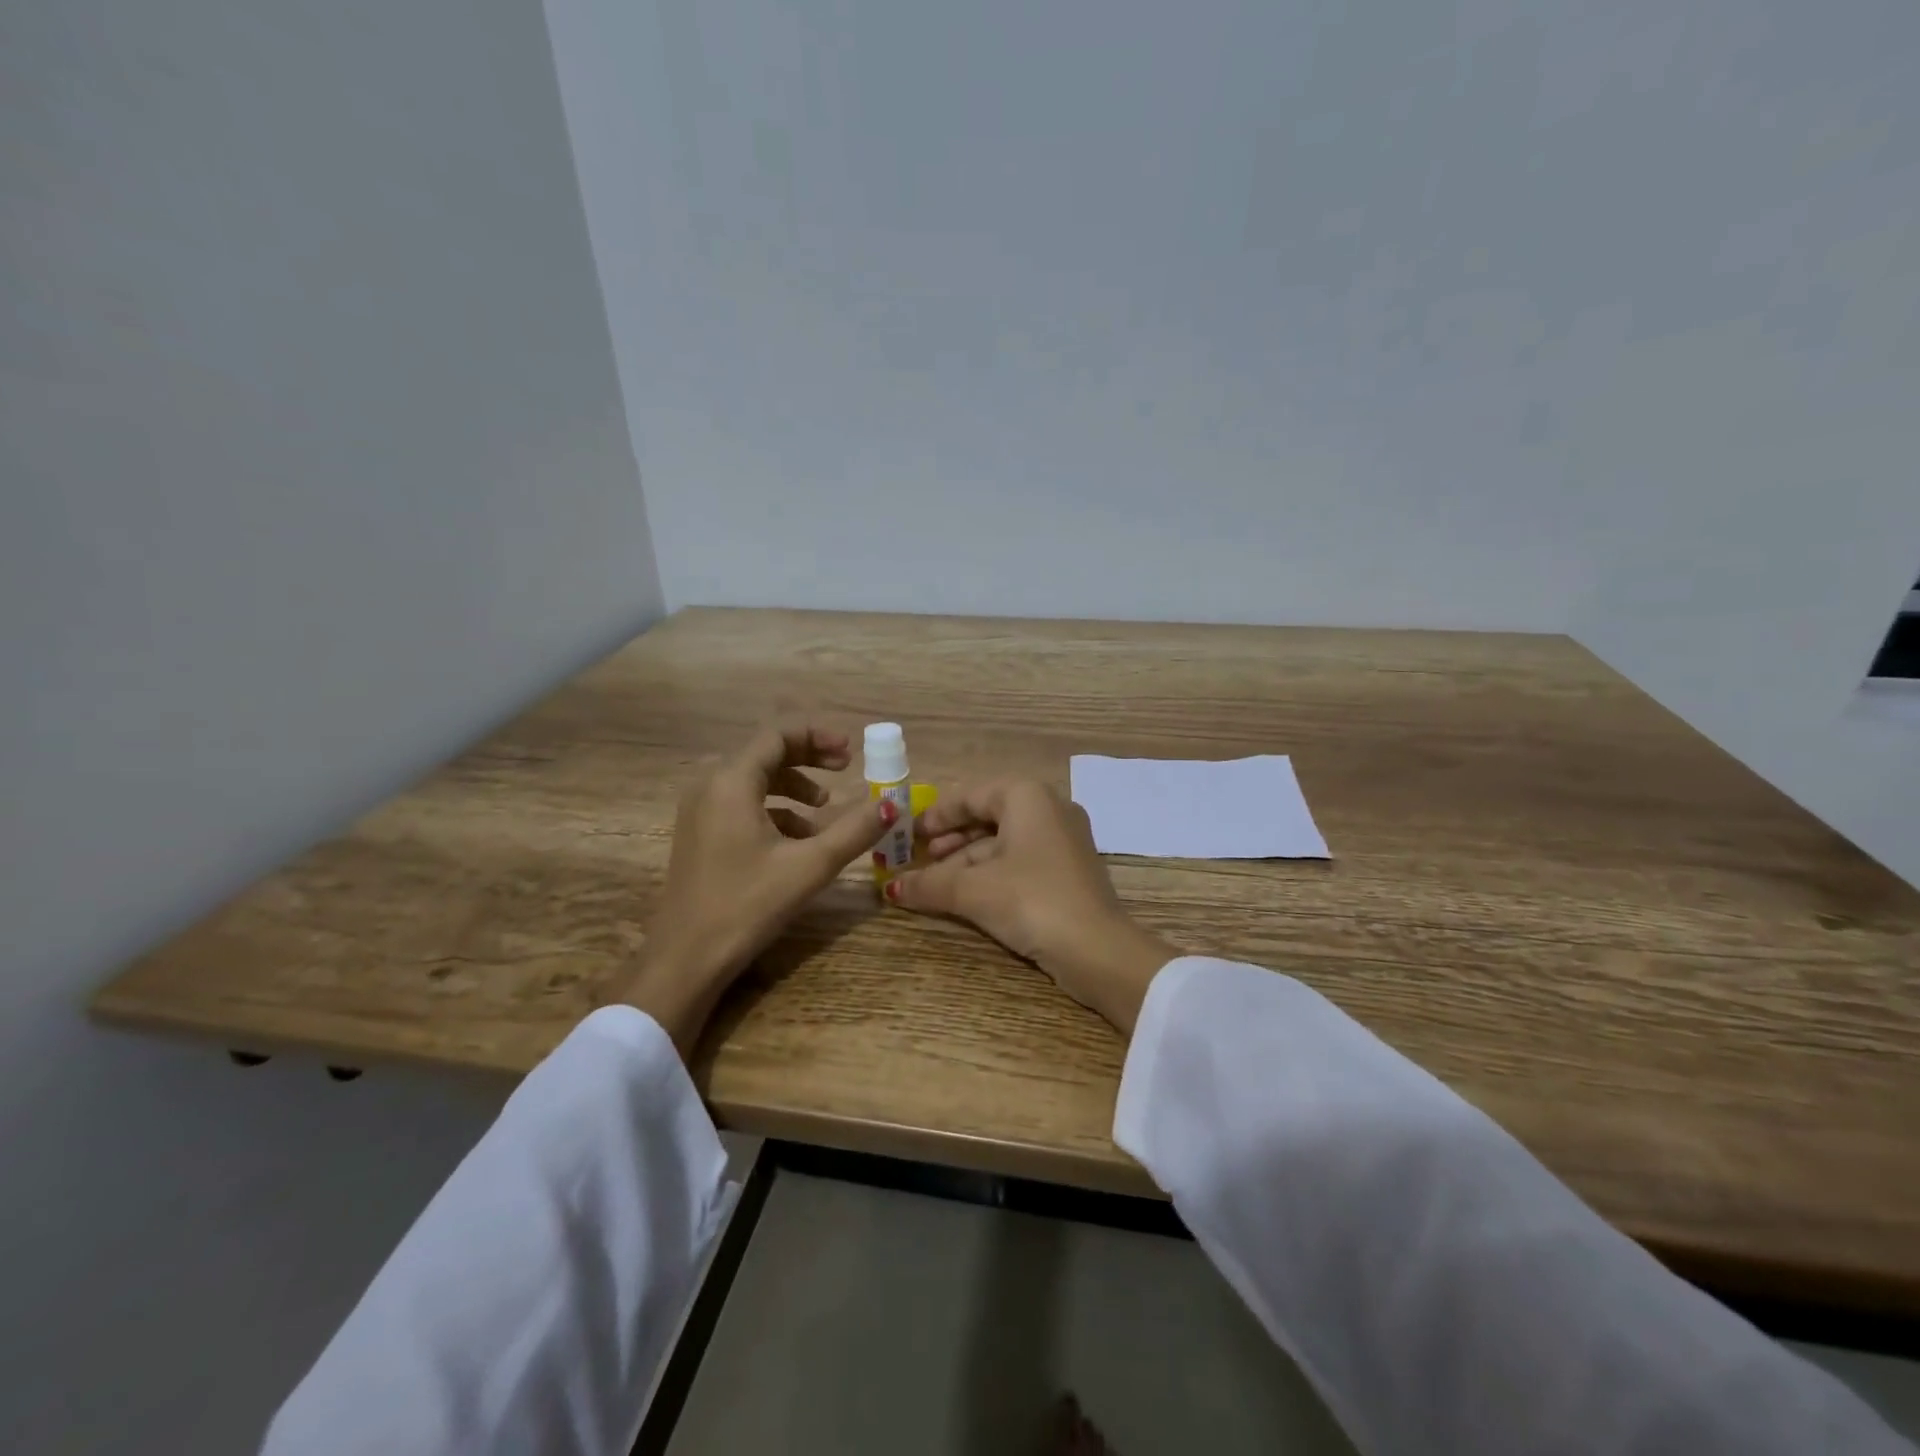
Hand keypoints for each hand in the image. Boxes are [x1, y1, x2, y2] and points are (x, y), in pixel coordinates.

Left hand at [617, 725, 894, 1054]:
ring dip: (793, 786)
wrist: (686, 958)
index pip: (778, 735)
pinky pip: (741, 804)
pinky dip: (774, 809)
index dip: (818, 737)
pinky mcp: (699, 833)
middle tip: (845, 769)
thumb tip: (893, 804)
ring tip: (825, 809)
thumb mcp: (810, 865)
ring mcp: (699, 809)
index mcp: (731, 781)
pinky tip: (798, 839)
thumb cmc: (747, 905)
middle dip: (809, 758)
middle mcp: (710, 784)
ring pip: (753, 779)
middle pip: (766, 753)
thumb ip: (855, 830)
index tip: (851, 752)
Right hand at [886, 779, 1174, 1033]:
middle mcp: (1049, 809)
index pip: (972, 794)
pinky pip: (1022, 861)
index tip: (910, 833)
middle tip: (921, 859)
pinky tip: (969, 895)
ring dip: (968, 862)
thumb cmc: (1032, 901)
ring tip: (937, 884)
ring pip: (1004, 842)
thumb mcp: (973, 890)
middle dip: (951, 840)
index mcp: (1028, 796)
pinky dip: (993, 873)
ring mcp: (1064, 840)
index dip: (937, 813)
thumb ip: (930, 883)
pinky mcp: (1069, 871)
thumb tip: (890, 889)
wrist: (1098, 950)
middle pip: (988, 816)